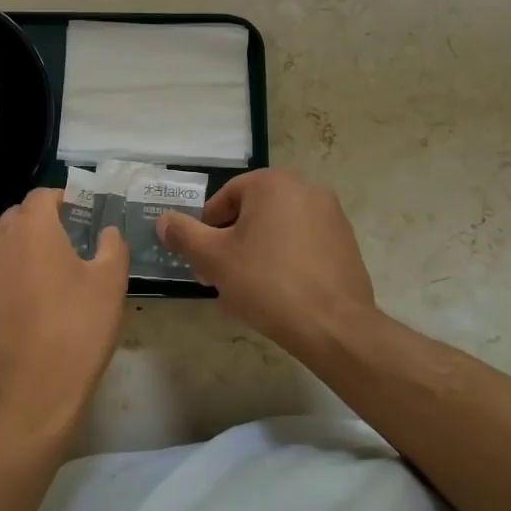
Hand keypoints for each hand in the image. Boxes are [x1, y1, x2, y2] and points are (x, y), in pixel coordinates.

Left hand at [0, 188, 128, 438]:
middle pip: (20, 216)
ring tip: (47, 272)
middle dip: (44, 223)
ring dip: (22, 246)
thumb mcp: (110, 282)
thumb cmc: (76, 328)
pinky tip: (22, 293)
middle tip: (72, 245)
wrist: (31, 389)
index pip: (45, 195)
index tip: (84, 216)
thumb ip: (112, 245)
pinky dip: (3, 270)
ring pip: (1, 241)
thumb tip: (107, 231)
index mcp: (32, 225)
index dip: (66, 201)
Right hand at [157, 169, 374, 350]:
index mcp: (273, 183)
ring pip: (277, 229)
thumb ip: (184, 234)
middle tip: (220, 278)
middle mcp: (306, 188)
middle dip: (231, 243)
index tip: (204, 262)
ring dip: (256, 252)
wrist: (333, 326)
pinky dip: (285, 261)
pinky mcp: (346, 243)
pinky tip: (278, 294)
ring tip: (247, 291)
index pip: (224, 198)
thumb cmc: (267, 283)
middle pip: (252, 213)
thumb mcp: (213, 258)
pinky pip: (303, 245)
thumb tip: (164, 220)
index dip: (207, 230)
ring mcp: (331, 215)